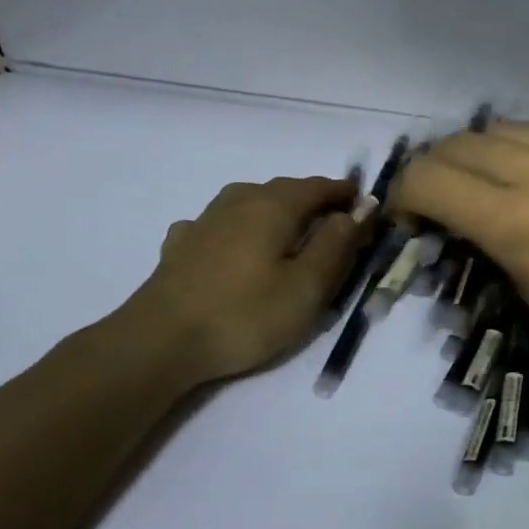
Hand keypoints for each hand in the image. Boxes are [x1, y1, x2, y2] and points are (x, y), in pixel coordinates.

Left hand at [116, 175, 370, 387]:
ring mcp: (205, 219)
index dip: (347, 196)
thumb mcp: (308, 286)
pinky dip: (243, 230)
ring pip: (252, 203)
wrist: (160, 342)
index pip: (320, 187)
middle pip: (286, 191)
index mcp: (274, 205)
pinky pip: (224, 224)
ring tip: (292, 238)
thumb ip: (337, 244)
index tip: (368, 212)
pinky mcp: (182, 244)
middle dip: (316, 205)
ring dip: (279, 213)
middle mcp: (239, 200)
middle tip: (337, 230)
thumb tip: (358, 210)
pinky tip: (238, 249)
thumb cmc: (245, 315)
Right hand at [390, 123, 528, 380]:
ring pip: (500, 128)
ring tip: (480, 182)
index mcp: (516, 222)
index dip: (403, 195)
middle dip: (432, 169)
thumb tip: (480, 230)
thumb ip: (500, 254)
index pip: (430, 181)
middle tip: (435, 199)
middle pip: (458, 144)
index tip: (406, 217)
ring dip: (474, 152)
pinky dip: (518, 149)